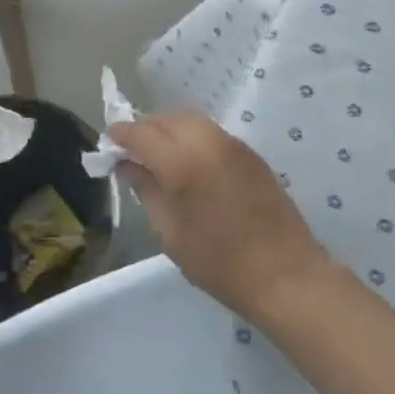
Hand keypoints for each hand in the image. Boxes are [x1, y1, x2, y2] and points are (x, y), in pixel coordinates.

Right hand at [110, 114, 331, 318]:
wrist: (285, 274)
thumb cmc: (219, 263)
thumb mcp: (169, 232)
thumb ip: (145, 190)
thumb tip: (128, 164)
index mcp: (180, 162)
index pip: (139, 133)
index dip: (120, 135)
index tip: (109, 146)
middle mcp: (205, 141)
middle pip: (164, 119)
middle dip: (144, 130)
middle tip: (133, 152)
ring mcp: (231, 143)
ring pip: (188, 119)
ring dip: (168, 129)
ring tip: (160, 154)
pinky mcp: (249, 151)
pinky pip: (210, 131)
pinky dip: (191, 136)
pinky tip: (190, 160)